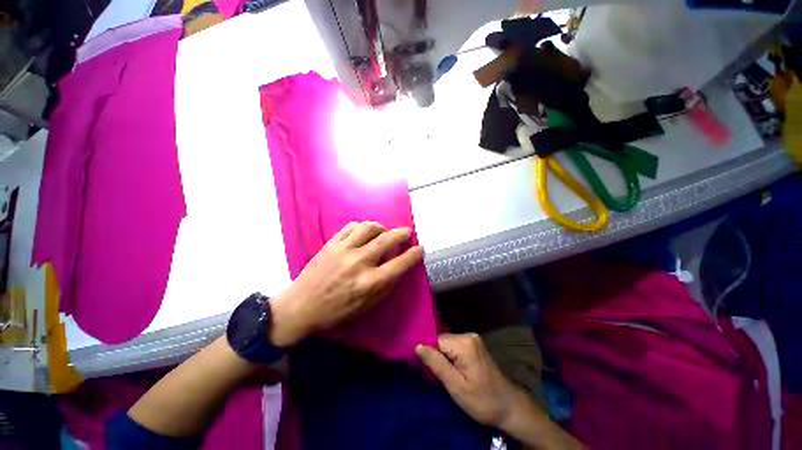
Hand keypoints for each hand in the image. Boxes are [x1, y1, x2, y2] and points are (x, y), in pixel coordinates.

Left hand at [269, 221, 423, 346]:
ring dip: (381, 227)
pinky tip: (363, 232)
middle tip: (407, 232)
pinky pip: (351, 226)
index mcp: (369, 283)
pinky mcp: (331, 243)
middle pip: (386, 239)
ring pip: (369, 227)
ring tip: (383, 232)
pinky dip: (362, 227)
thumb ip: (386, 286)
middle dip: (402, 233)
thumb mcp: (367, 306)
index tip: (420, 248)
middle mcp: (359, 263)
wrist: (301, 306)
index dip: (413, 254)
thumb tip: (400, 267)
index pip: (399, 264)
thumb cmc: (337, 311)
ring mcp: (343, 250)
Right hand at [416, 333, 525, 427]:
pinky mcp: (475, 344)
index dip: (431, 354)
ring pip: (447, 343)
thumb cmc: (482, 401)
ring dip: (444, 357)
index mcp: (464, 344)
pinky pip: (455, 345)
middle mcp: (469, 335)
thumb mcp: (456, 386)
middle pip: (442, 340)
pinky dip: (451, 356)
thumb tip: (418, 346)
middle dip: (438, 356)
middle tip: (442, 376)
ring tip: (449, 375)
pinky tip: (455, 370)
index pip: (437, 340)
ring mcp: (473, 339)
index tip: (430, 370)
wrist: (509, 406)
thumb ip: (436, 364)